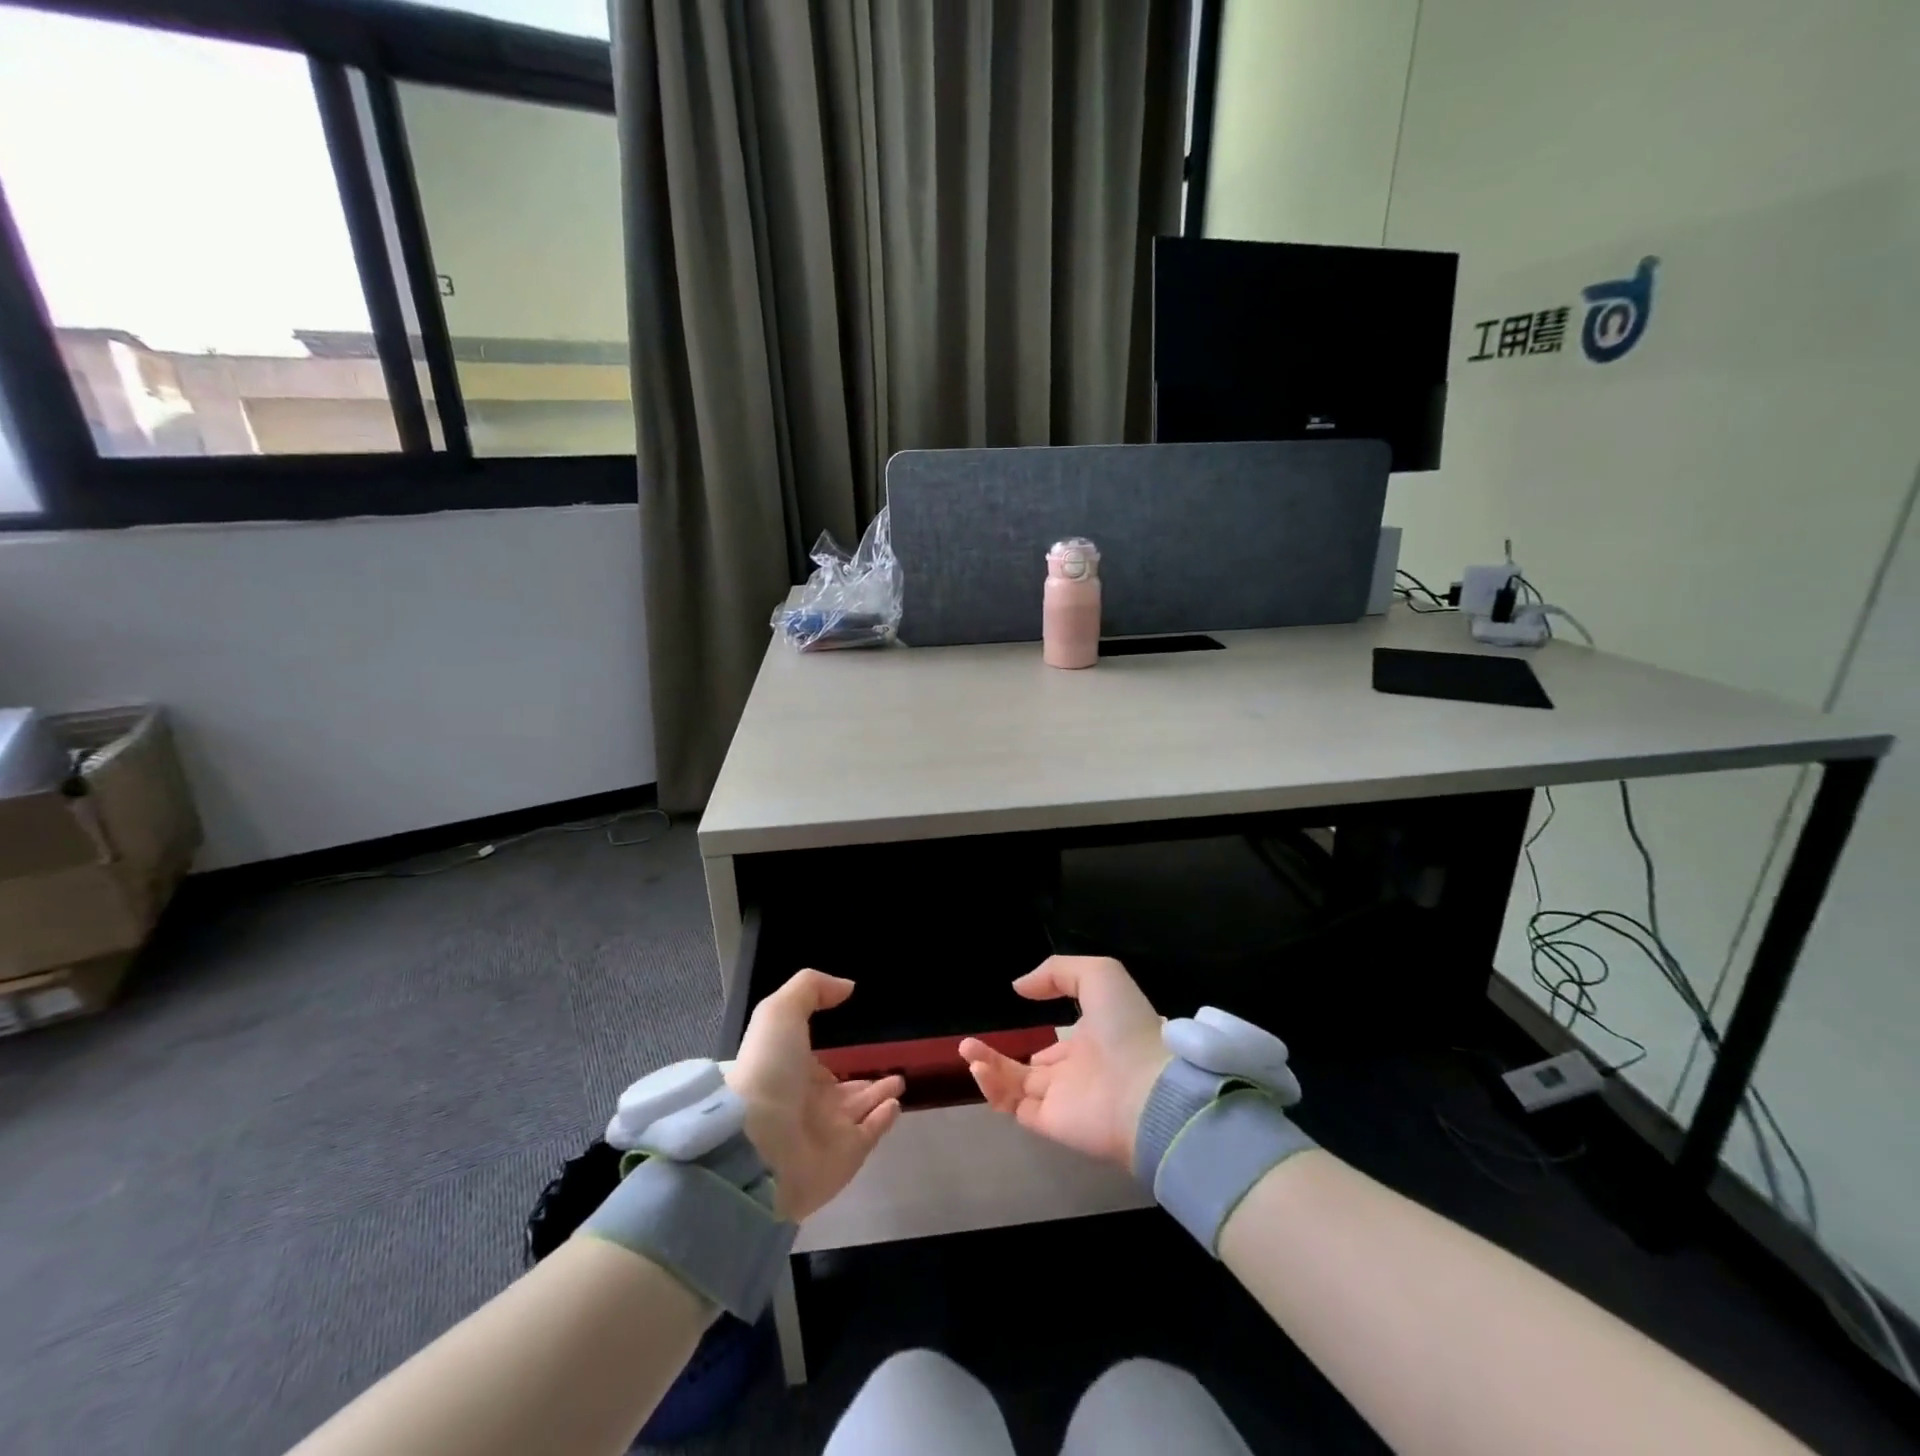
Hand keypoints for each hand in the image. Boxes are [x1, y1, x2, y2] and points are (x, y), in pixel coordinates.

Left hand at [725, 970, 903, 1220]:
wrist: (757, 1143)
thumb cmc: (768, 1069)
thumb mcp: (780, 1012)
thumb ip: (811, 989)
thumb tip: (847, 987)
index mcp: (791, 1071)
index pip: (818, 1065)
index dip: (834, 1056)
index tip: (857, 1042)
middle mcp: (809, 1103)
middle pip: (844, 1091)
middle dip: (865, 1080)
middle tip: (891, 1068)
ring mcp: (828, 1132)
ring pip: (861, 1110)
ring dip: (880, 1095)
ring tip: (900, 1081)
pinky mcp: (846, 1157)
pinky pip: (870, 1133)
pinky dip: (884, 1119)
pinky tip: (897, 1104)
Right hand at [961, 956, 1169, 1174]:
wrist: (1147, 1089)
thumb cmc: (1126, 1027)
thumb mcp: (1098, 975)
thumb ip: (1057, 973)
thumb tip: (1019, 987)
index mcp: (1094, 1043)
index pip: (1062, 1048)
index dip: (1044, 1042)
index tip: (1020, 1026)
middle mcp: (1076, 1073)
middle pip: (1032, 1070)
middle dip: (1001, 1057)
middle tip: (972, 1044)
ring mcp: (1062, 1099)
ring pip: (1016, 1086)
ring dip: (988, 1067)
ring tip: (966, 1048)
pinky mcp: (1049, 1123)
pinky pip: (1013, 1106)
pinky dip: (992, 1089)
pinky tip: (977, 1067)